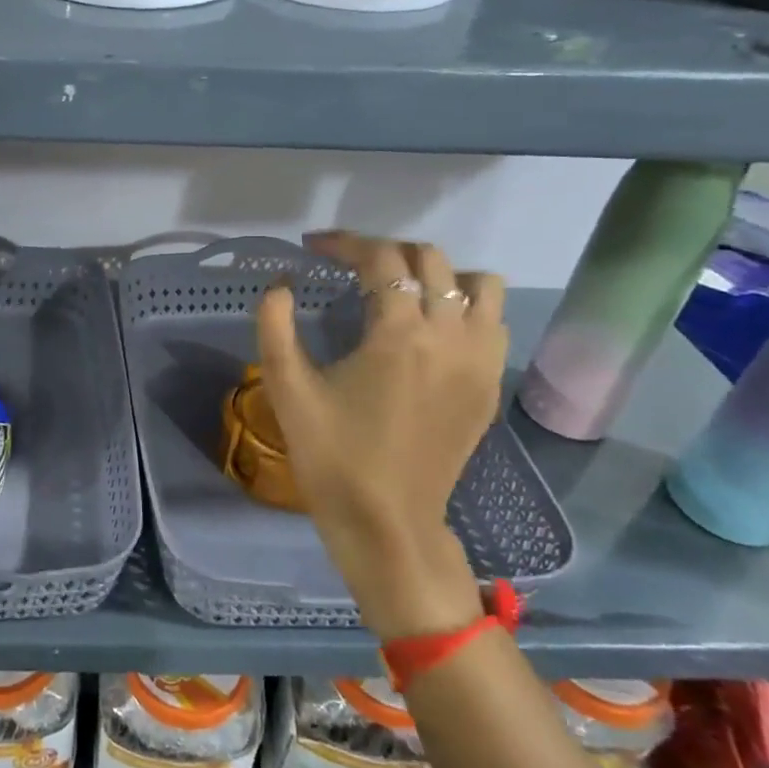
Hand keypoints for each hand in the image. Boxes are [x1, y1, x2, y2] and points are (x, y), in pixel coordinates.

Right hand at [256, 233, 507, 639]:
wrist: (387, 524)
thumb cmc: (332, 456)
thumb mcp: (287, 389)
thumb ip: (275, 326)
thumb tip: (280, 285)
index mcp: (399, 334)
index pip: (380, 260)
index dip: (344, 244)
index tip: (313, 247)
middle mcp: (451, 336)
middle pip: (431, 260)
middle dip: (385, 252)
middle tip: (348, 267)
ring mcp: (480, 361)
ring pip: (479, 285)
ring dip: (438, 275)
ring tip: (400, 291)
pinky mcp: (490, 385)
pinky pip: (493, 322)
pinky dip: (466, 307)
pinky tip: (432, 327)